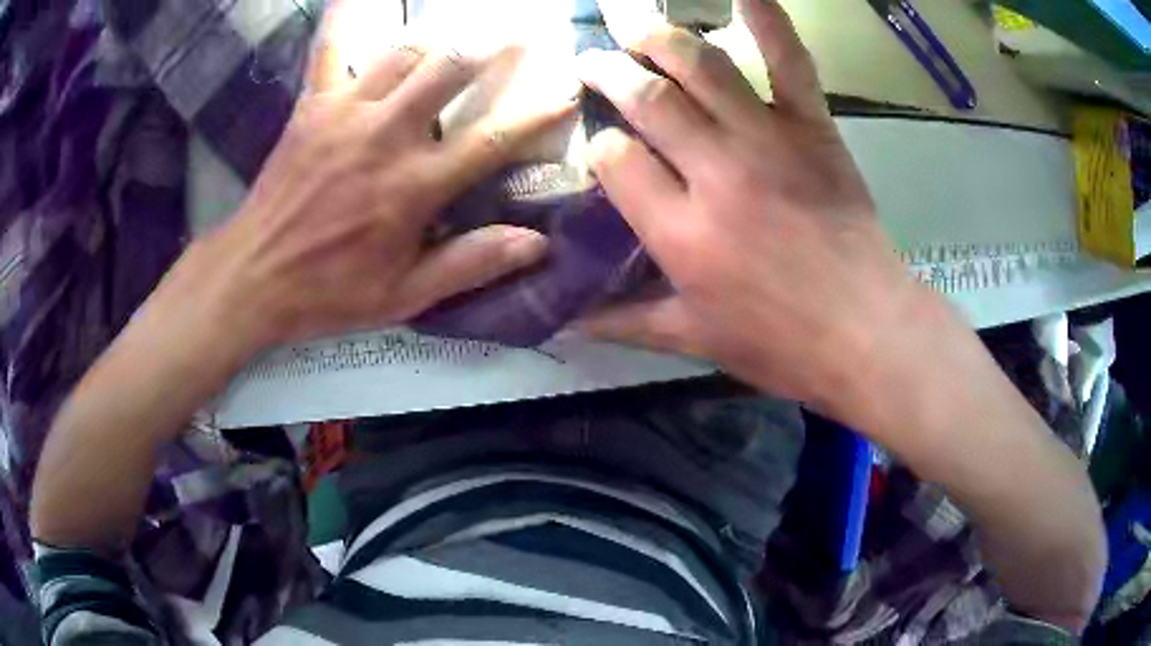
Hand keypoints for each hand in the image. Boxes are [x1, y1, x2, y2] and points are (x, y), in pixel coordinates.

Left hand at [145, 0, 571, 370]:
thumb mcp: (403, 297)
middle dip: (492, 47)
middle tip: (519, 33)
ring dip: (437, 39)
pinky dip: (346, 19)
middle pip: (449, 70)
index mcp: (413, 186)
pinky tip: (359, 0)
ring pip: (403, 53)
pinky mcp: (312, 106)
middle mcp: (385, 135)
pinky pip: (331, 50)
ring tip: (458, 32)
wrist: (252, 277)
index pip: (492, 140)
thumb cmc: (329, 291)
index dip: (537, 115)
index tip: (566, 93)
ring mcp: (345, 113)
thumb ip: (468, 264)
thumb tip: (536, 243)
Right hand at [576, 0, 925, 409]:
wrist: (866, 330)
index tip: (604, 151)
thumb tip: (566, 320)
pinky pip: (789, 61)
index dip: (600, 148)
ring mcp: (767, 140)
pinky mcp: (813, 128)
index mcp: (679, 231)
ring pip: (700, 66)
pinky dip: (768, 19)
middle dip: (609, 73)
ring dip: (660, 38)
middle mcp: (714, 172)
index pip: (613, 159)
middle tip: (593, 62)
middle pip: (646, 98)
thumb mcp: (694, 339)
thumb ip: (625, 321)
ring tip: (637, 30)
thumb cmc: (780, 343)